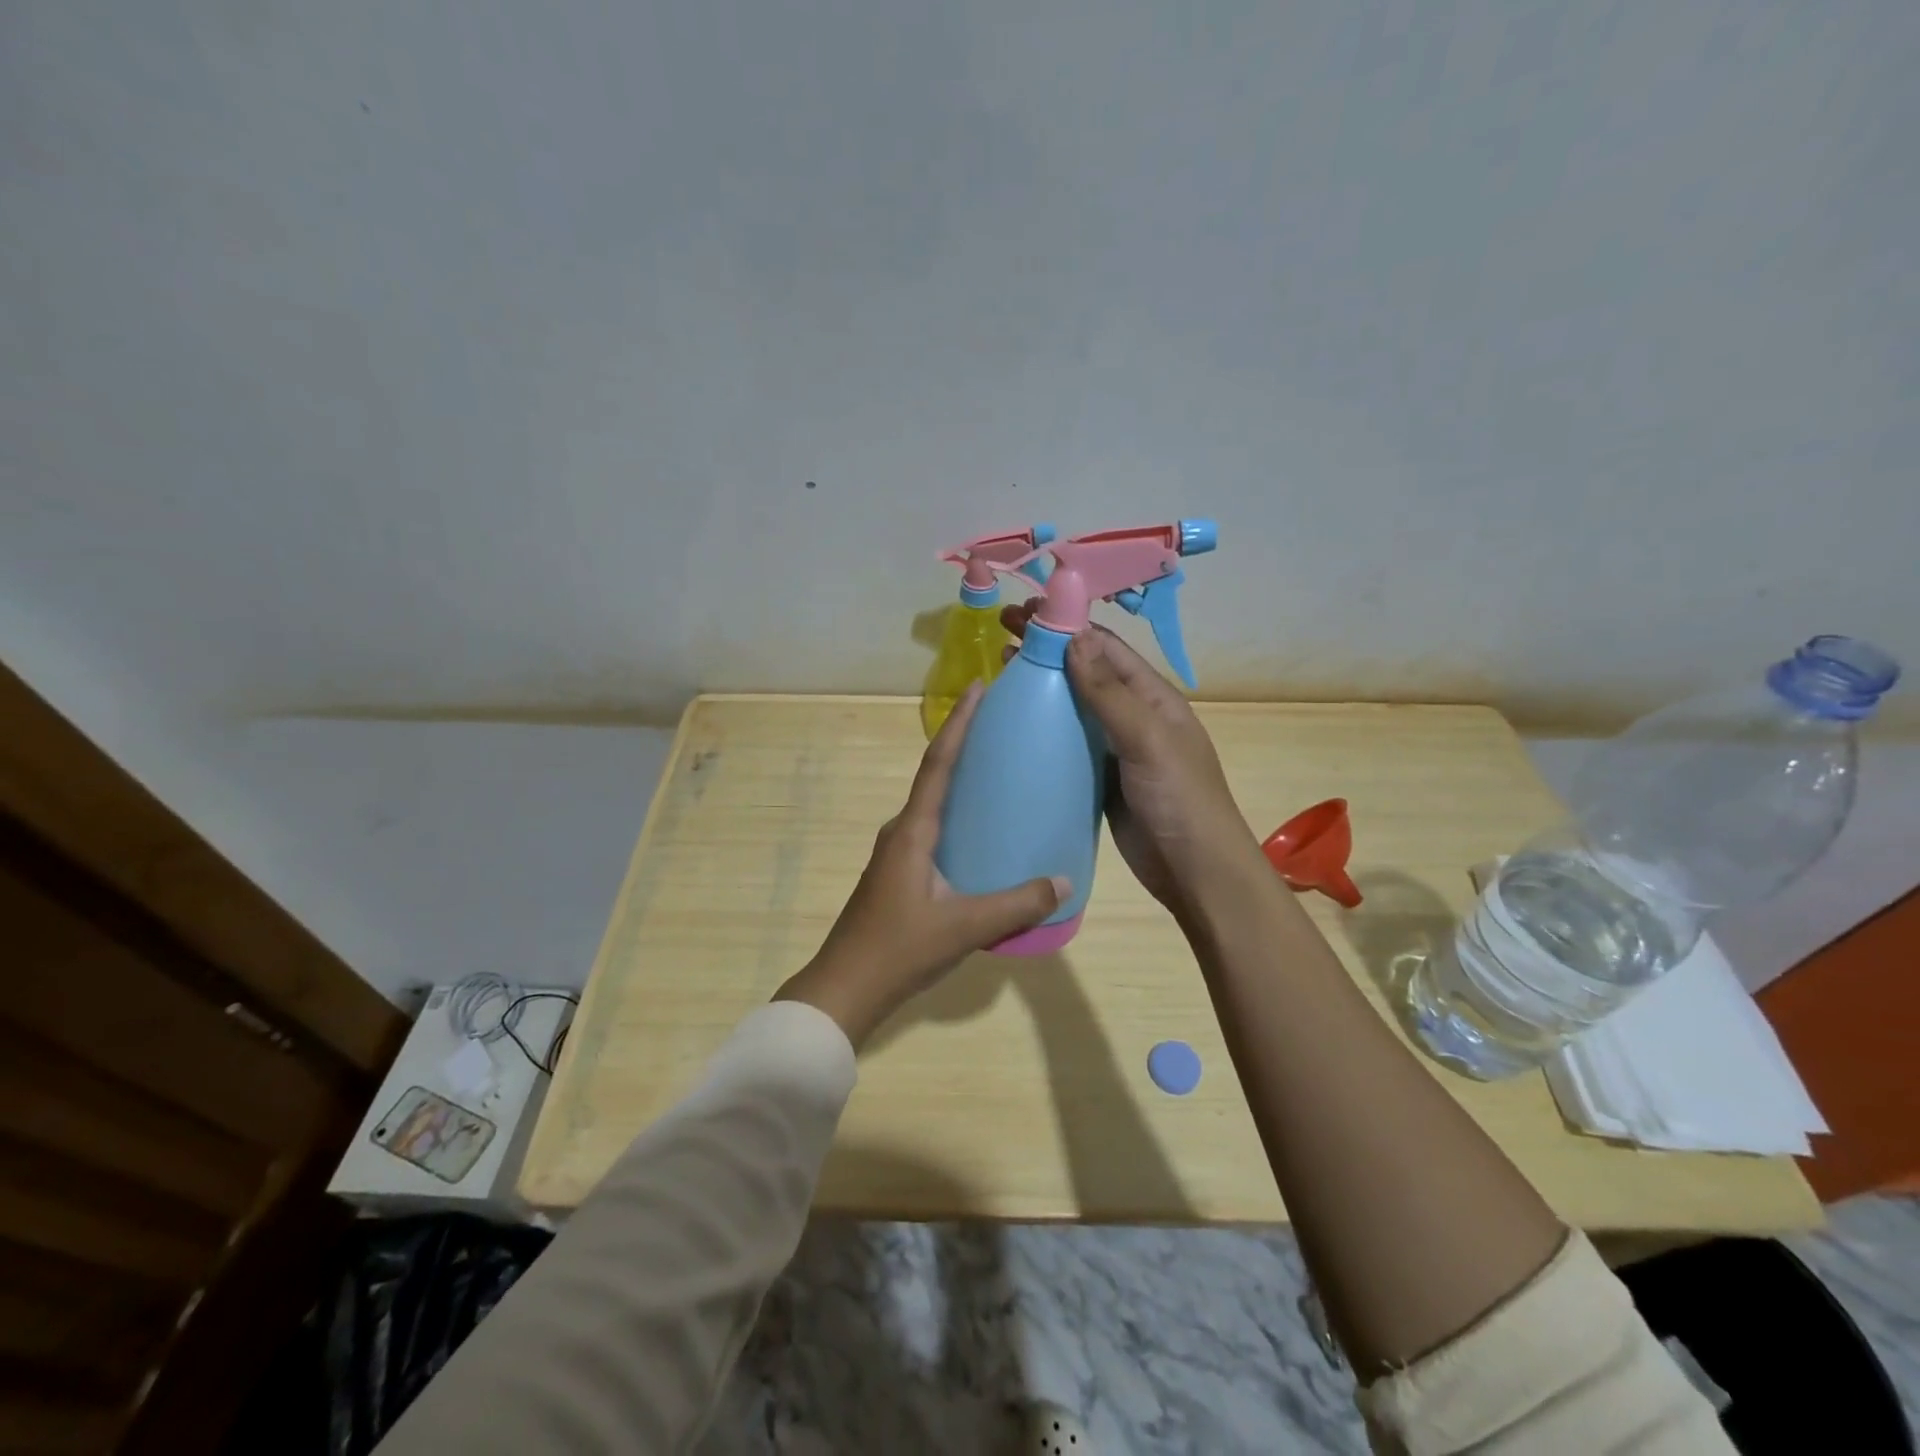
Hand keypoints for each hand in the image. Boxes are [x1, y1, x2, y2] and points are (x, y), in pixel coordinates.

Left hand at [774, 681, 1068, 1046]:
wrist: (845, 988)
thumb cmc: (899, 949)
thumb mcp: (965, 927)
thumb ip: (1016, 904)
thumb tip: (1064, 882)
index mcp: (913, 831)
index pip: (938, 764)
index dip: (959, 724)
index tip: (977, 688)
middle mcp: (902, 832)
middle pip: (935, 776)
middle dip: (964, 745)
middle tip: (1003, 727)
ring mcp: (897, 854)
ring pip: (934, 806)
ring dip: (961, 783)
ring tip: (1000, 774)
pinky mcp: (900, 874)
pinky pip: (934, 831)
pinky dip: (958, 817)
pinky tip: (983, 834)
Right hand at [1002, 601, 1255, 912]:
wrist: (1195, 873)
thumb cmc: (1179, 799)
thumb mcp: (1147, 739)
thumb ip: (1110, 692)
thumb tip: (1074, 637)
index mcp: (1152, 696)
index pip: (1104, 647)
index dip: (1064, 625)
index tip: (1021, 613)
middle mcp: (1133, 715)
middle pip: (1085, 673)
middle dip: (1047, 650)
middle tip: (1000, 637)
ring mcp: (1116, 749)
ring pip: (1073, 709)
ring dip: (1041, 688)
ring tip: (999, 674)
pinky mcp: (1100, 779)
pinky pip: (1068, 746)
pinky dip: (1043, 731)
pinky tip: (1014, 728)